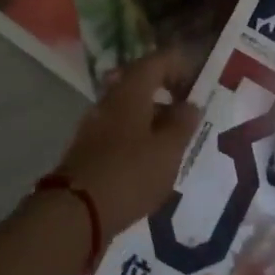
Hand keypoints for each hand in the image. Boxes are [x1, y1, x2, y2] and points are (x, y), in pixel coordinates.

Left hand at [53, 50, 202, 239]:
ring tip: (176, 138)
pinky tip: (152, 158)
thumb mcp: (168, 150)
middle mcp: (109, 101)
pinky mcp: (88, 149)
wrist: (75, 213)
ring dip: (152, 115)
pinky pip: (119, 129)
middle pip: (140, 82)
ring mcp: (94, 125)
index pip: (157, 61)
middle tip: (188, 108)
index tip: (199, 81)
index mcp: (130, 91)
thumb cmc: (130, 174)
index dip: (180, 64)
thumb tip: (190, 105)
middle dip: (166, 90)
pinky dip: (138, 134)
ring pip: (129, 107)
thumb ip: (183, 124)